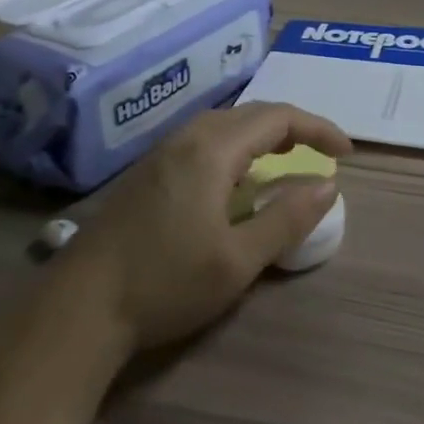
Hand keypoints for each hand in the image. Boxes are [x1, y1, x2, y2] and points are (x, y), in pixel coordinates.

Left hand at [67, 102, 352, 352]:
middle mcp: (187, 137)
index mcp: (212, 149)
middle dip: (293, 128)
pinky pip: (204, 140)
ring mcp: (161, 153)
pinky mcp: (146, 172)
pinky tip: (236, 180)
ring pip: (225, 125)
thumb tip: (328, 185)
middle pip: (252, 114)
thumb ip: (287, 218)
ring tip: (286, 160)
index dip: (318, 128)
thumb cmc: (165, 283)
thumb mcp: (238, 260)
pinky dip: (236, 147)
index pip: (278, 118)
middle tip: (321, 153)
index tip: (345, 153)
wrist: (78, 309)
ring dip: (263, 135)